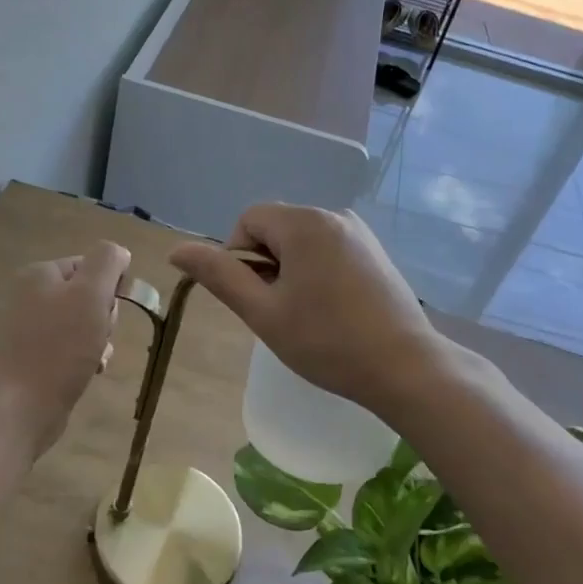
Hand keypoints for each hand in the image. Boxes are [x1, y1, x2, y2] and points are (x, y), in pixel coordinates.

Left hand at [0, 241, 131, 455]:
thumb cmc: (60, 346)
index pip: (92, 265)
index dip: (110, 286)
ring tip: (95, 359)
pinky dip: (86, 357)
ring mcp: (31, 328)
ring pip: (84, 323)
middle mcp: (31, 295)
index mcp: (40, 274)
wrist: (22, 406)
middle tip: (100, 336)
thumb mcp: (91, 293)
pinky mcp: (34, 356)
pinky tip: (90, 371)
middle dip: (104, 316)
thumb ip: (107, 262)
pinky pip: (72, 347)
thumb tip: (119, 252)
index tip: (109, 311)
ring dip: (99, 339)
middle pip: (88, 294)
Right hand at [170, 205, 451, 418]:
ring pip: (302, 241)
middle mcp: (333, 215)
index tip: (256, 298)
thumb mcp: (263, 312)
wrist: (406, 368)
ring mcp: (359, 232)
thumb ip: (219, 275)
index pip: (249, 221)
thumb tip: (177, 249)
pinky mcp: (374, 251)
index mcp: (304, 223)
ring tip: (308, 315)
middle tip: (281, 311)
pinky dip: (317, 272)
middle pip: (276, 228)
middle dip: (267, 265)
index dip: (239, 258)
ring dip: (291, 270)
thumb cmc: (328, 342)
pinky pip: (328, 249)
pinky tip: (332, 310)